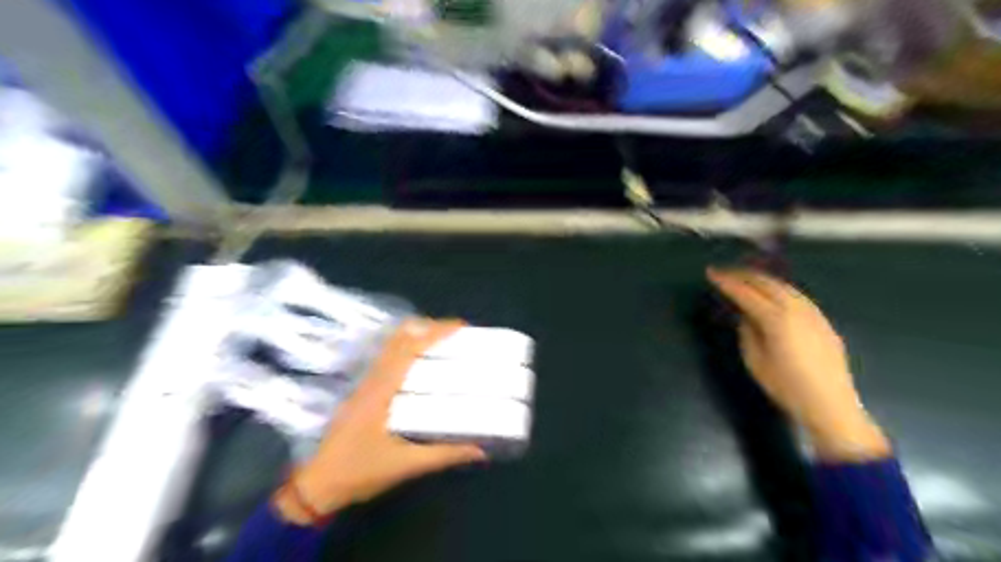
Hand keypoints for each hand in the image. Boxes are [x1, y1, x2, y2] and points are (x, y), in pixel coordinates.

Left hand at [275, 317, 486, 523]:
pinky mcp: (361, 393)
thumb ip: (443, 455)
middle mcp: (371, 380)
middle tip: (454, 333)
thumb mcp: (405, 466)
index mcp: (381, 391)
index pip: (409, 350)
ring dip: (415, 337)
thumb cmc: (359, 472)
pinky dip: (405, 351)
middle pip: (398, 339)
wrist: (316, 487)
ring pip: (390, 347)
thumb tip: (479, 450)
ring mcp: (364, 385)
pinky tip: (419, 363)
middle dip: (426, 328)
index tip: (459, 327)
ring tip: (441, 342)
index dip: (434, 333)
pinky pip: (386, 359)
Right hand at [703, 268, 891, 460]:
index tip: (711, 273)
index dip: (726, 282)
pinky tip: (773, 293)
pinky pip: (797, 296)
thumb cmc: (785, 385)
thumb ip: (748, 332)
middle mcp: (795, 309)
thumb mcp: (755, 360)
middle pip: (766, 283)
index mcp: (775, 319)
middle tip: (726, 272)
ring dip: (762, 279)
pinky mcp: (822, 321)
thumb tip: (747, 316)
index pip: (745, 293)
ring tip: (746, 278)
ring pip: (784, 286)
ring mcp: (813, 313)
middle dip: (743, 274)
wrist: (829, 404)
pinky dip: (779, 289)